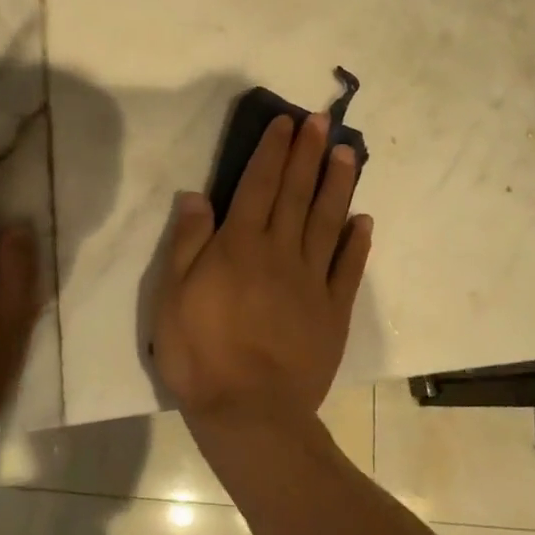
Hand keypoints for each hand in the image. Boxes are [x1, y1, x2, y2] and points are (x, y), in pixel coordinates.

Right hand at [153, 113, 372, 431]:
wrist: (251, 413)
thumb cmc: (201, 354)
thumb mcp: (172, 297)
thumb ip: (187, 243)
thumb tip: (197, 195)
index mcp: (240, 245)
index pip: (258, 185)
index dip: (272, 151)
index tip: (286, 123)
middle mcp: (280, 252)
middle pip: (296, 193)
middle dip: (308, 153)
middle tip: (322, 120)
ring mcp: (312, 281)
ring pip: (327, 221)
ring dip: (337, 185)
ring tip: (347, 153)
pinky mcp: (333, 312)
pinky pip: (348, 269)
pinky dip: (357, 242)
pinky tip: (362, 220)